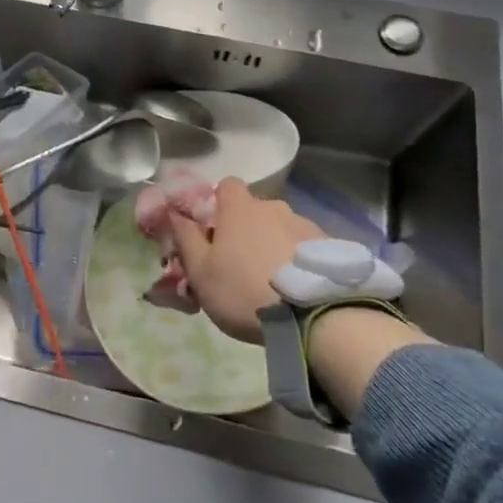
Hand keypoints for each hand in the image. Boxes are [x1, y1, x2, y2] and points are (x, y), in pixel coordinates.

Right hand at [161, 178, 323, 343]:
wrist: (314, 316)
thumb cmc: (244, 290)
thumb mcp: (201, 272)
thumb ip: (185, 238)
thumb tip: (173, 212)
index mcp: (240, 208)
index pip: (226, 185)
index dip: (218, 203)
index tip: (214, 230)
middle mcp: (273, 207)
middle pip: (254, 210)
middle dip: (246, 229)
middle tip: (240, 263)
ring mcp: (305, 225)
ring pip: (280, 228)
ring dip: (273, 245)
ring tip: (274, 282)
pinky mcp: (330, 247)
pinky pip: (305, 247)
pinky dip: (298, 260)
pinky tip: (298, 288)